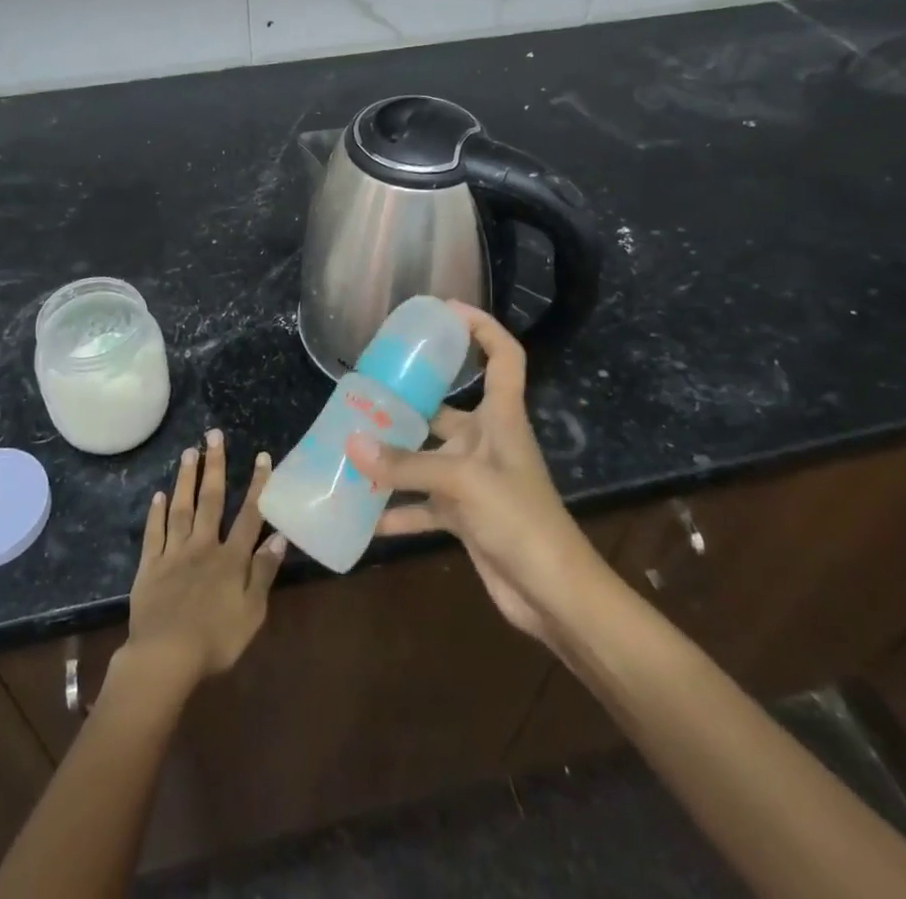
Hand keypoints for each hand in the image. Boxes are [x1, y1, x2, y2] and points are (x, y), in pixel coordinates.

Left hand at [120, 430, 286, 691]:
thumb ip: (264, 572)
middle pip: (210, 500)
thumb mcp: (252, 612)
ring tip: (188, 451)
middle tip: (214, 435)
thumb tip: (279, 536)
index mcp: (231, 558)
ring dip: (186, 479)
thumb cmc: (215, 639)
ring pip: (181, 508)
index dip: (257, 485)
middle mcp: (203, 546)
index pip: (249, 515)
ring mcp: (174, 553)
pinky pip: (154, 534)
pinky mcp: (150, 567)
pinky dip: (156, 513)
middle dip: (215, 466)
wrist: (165, 657)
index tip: (261, 456)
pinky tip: (158, 495)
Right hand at [345, 303, 593, 646]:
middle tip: (365, 389)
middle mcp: (486, 441)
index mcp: (501, 417)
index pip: (503, 356)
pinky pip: (423, 505)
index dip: (482, 327)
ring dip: (394, 456)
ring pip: (426, 457)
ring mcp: (474, 480)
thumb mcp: (463, 482)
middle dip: (409, 399)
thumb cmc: (520, 519)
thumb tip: (351, 442)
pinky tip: (364, 515)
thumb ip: (406, 464)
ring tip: (351, 445)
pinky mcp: (465, 516)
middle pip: (446, 407)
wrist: (554, 594)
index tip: (445, 310)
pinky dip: (398, 510)